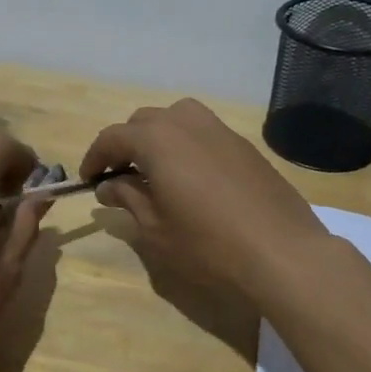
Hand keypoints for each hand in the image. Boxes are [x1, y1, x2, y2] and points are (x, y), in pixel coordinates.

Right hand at [79, 99, 333, 305]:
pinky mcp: (244, 145)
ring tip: (155, 171)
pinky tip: (192, 178)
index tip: (88, 181)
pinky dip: (186, 145)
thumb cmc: (208, 245)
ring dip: (157, 138)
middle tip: (119, 177)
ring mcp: (220, 130)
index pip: (112, 137)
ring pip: (176, 118)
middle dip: (125, 145)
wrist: (282, 253)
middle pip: (143, 121)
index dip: (94, 158)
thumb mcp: (155, 229)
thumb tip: (109, 185)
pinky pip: (203, 132)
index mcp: (157, 139)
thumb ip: (127, 199)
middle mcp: (186, 122)